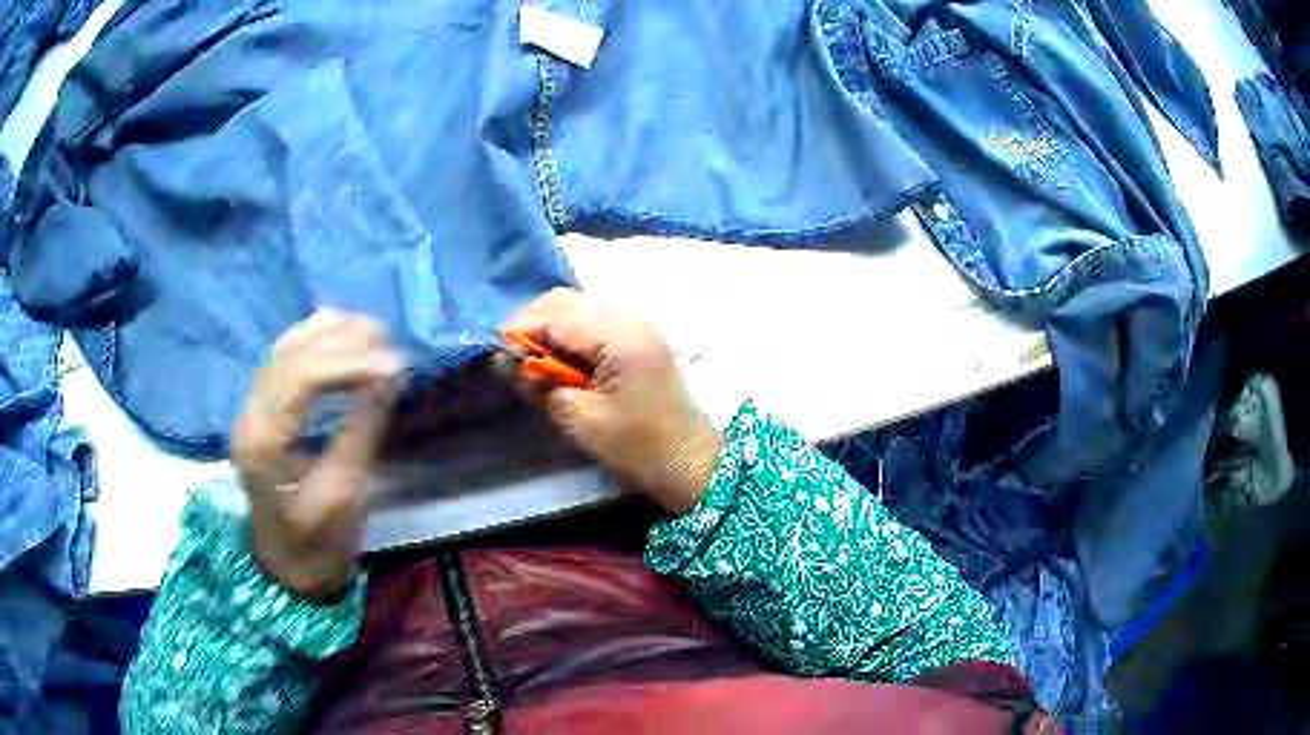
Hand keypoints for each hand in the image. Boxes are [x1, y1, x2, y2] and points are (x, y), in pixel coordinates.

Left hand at [231, 310, 402, 598]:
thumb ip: (362, 428)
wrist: (287, 566)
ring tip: (373, 332)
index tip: (394, 364)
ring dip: (329, 333)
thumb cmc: (318, 543)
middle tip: (389, 341)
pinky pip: (283, 357)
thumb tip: (391, 373)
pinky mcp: (259, 408)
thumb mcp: (345, 493)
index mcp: (263, 443)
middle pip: (291, 355)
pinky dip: (313, 340)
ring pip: (285, 348)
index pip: (300, 378)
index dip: (349, 362)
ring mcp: (249, 408)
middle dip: (343, 340)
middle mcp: (248, 415)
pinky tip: (341, 336)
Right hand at [503, 289, 723, 513]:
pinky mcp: (636, 335)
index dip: (519, 330)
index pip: (553, 312)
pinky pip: (591, 321)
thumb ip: (538, 383)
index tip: (497, 359)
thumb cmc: (637, 447)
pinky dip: (568, 336)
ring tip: (535, 366)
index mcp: (618, 334)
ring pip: (575, 307)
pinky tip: (561, 364)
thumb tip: (501, 359)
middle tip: (514, 363)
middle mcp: (628, 316)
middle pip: (563, 301)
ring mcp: (636, 322)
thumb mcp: (579, 419)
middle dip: (531, 326)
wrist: (690, 462)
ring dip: (549, 329)